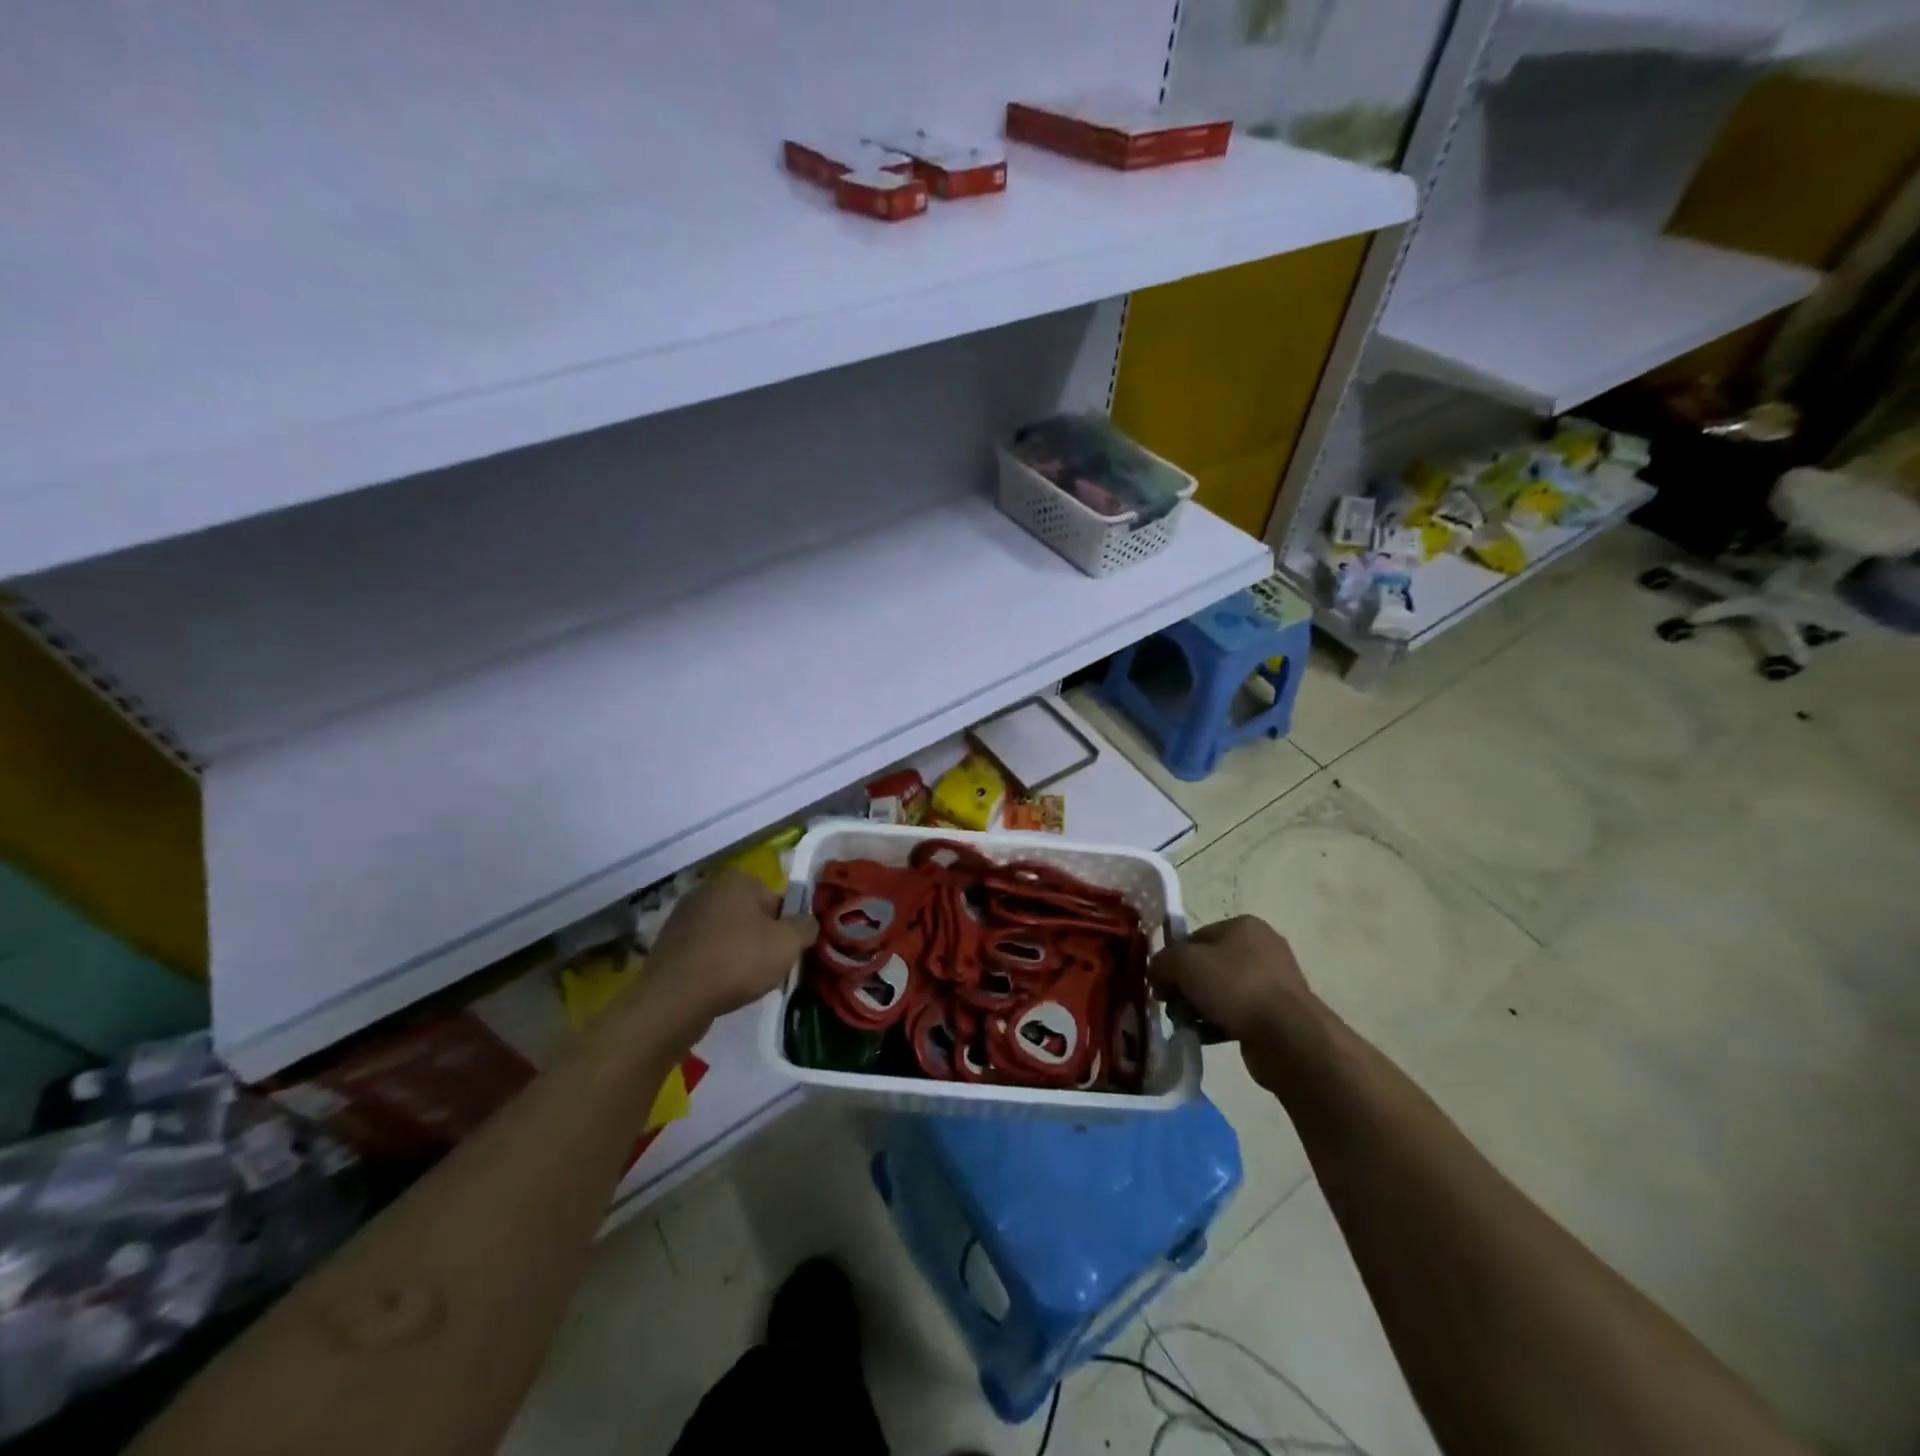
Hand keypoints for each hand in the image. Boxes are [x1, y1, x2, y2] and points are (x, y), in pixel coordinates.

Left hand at [642, 872, 818, 1033]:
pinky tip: (719, 987)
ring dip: (737, 953)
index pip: (776, 899)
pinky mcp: (667, 945)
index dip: (786, 926)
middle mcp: (707, 890)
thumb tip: (808, 923)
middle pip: (750, 916)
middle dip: (761, 939)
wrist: (675, 999)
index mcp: (737, 880)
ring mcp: (683, 917)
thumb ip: (806, 926)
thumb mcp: (788, 943)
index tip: (786, 951)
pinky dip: (714, 966)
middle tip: (769, 968)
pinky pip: (704, 952)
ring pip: (726, 935)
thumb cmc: (738, 961)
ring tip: (744, 983)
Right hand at [1149, 916, 1318, 1091]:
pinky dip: (1217, 1024)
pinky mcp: (1277, 1014)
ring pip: (1220, 992)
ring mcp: (1273, 983)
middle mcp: (1261, 948)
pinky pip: (1236, 1014)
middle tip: (1173, 1007)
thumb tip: (1156, 974)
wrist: (1288, 1036)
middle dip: (1185, 987)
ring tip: (1188, 1025)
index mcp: (1243, 926)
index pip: (1195, 938)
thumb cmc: (1235, 986)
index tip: (1161, 985)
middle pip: (1206, 966)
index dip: (1173, 960)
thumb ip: (1162, 962)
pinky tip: (1204, 1037)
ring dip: (1199, 1008)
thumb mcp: (1184, 963)